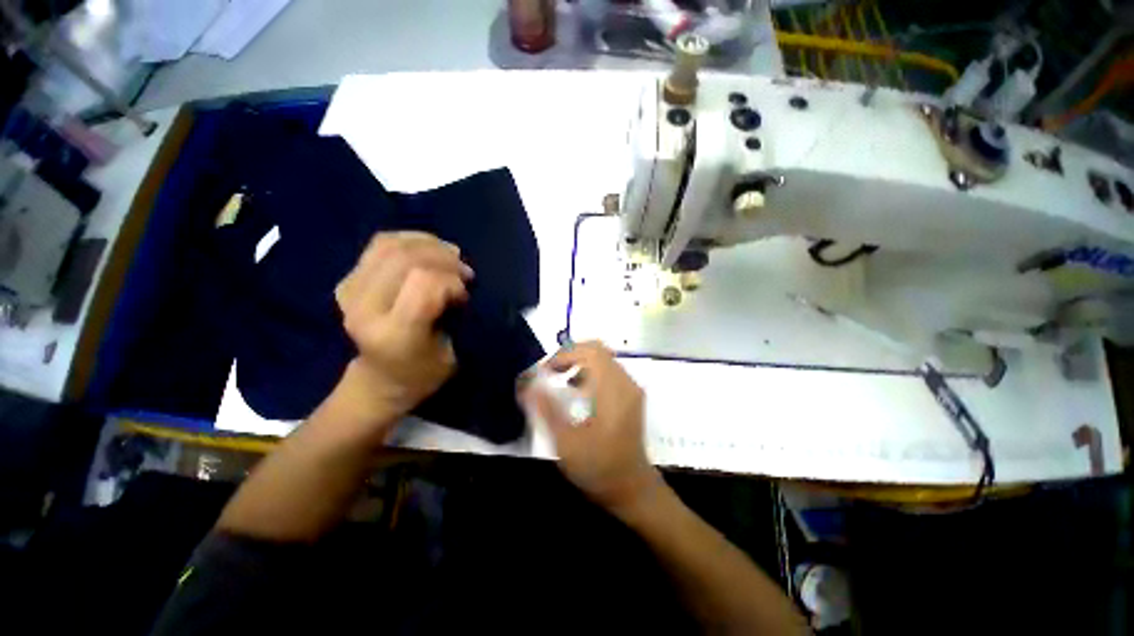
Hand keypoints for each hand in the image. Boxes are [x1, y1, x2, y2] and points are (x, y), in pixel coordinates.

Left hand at [328, 232, 472, 438]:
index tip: (464, 295)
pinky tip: (429, 249)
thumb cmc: (423, 372)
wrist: (379, 379)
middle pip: (407, 259)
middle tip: (464, 271)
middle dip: (444, 258)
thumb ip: (455, 315)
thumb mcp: (451, 354)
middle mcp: (365, 309)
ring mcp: (350, 291)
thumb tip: (459, 277)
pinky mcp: (347, 280)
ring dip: (429, 244)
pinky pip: (381, 243)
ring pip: (392, 245)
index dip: (452, 281)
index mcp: (394, 334)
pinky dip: (411, 240)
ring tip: (450, 256)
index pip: (424, 283)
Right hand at [521, 341, 660, 510]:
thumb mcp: (565, 443)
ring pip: (603, 357)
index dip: (565, 354)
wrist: (632, 489)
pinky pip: (608, 369)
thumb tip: (526, 383)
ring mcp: (630, 387)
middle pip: (598, 349)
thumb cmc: (599, 468)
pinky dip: (589, 370)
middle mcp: (625, 382)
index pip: (591, 352)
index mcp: (612, 391)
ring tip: (559, 379)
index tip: (546, 371)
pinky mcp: (630, 394)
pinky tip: (576, 390)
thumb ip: (545, 409)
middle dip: (570, 354)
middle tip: (550, 371)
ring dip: (578, 362)